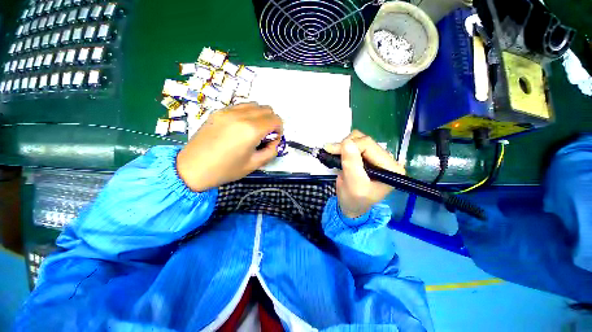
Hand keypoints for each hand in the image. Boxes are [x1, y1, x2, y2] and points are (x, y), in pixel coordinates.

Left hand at [177, 103, 282, 191]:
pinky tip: (241, 126)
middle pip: (267, 109)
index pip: (275, 119)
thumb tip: (274, 141)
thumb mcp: (254, 165)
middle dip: (271, 121)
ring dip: (260, 115)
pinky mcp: (218, 112)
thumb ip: (271, 151)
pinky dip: (247, 113)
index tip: (273, 140)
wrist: (192, 168)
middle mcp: (241, 115)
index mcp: (251, 130)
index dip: (279, 129)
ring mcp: (228, 111)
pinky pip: (240, 106)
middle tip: (265, 136)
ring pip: (254, 104)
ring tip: (254, 130)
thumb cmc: (226, 170)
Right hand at [324, 130, 405, 218]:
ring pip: (359, 139)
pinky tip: (339, 155)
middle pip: (364, 141)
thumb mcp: (353, 184)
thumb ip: (351, 164)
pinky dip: (344, 147)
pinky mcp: (367, 157)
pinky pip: (355, 144)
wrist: (351, 206)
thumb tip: (347, 142)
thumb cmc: (354, 199)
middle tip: (331, 152)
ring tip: (336, 156)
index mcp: (390, 167)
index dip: (349, 145)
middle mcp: (386, 159)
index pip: (369, 145)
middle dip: (345, 145)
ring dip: (344, 146)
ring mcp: (376, 157)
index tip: (330, 150)